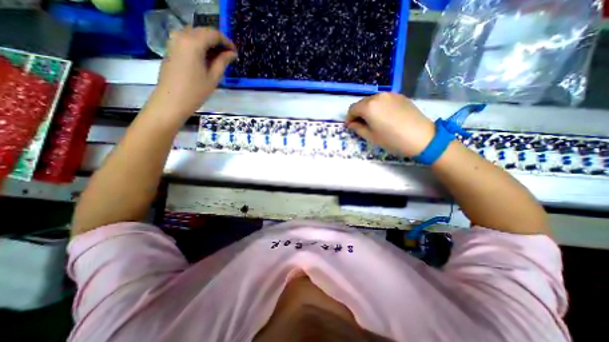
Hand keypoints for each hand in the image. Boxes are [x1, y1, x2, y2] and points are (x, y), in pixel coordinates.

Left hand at [153, 27, 237, 120]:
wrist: (171, 101)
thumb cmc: (195, 91)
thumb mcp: (213, 77)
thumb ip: (223, 62)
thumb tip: (232, 54)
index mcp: (193, 42)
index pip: (214, 34)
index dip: (227, 42)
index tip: (235, 52)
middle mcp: (181, 36)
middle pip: (204, 32)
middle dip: (218, 42)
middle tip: (229, 56)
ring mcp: (174, 41)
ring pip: (196, 35)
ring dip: (209, 44)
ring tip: (220, 59)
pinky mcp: (171, 48)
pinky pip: (188, 41)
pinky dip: (200, 46)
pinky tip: (207, 59)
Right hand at [344, 94, 434, 156]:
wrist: (421, 137)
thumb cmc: (392, 139)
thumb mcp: (371, 137)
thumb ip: (357, 128)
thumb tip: (351, 124)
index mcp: (368, 107)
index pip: (352, 109)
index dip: (349, 118)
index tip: (351, 126)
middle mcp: (378, 96)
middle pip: (361, 103)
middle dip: (358, 113)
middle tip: (361, 125)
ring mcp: (390, 94)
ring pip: (372, 100)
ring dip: (368, 109)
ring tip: (373, 121)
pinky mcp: (399, 96)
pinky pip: (383, 100)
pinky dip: (379, 106)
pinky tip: (385, 116)